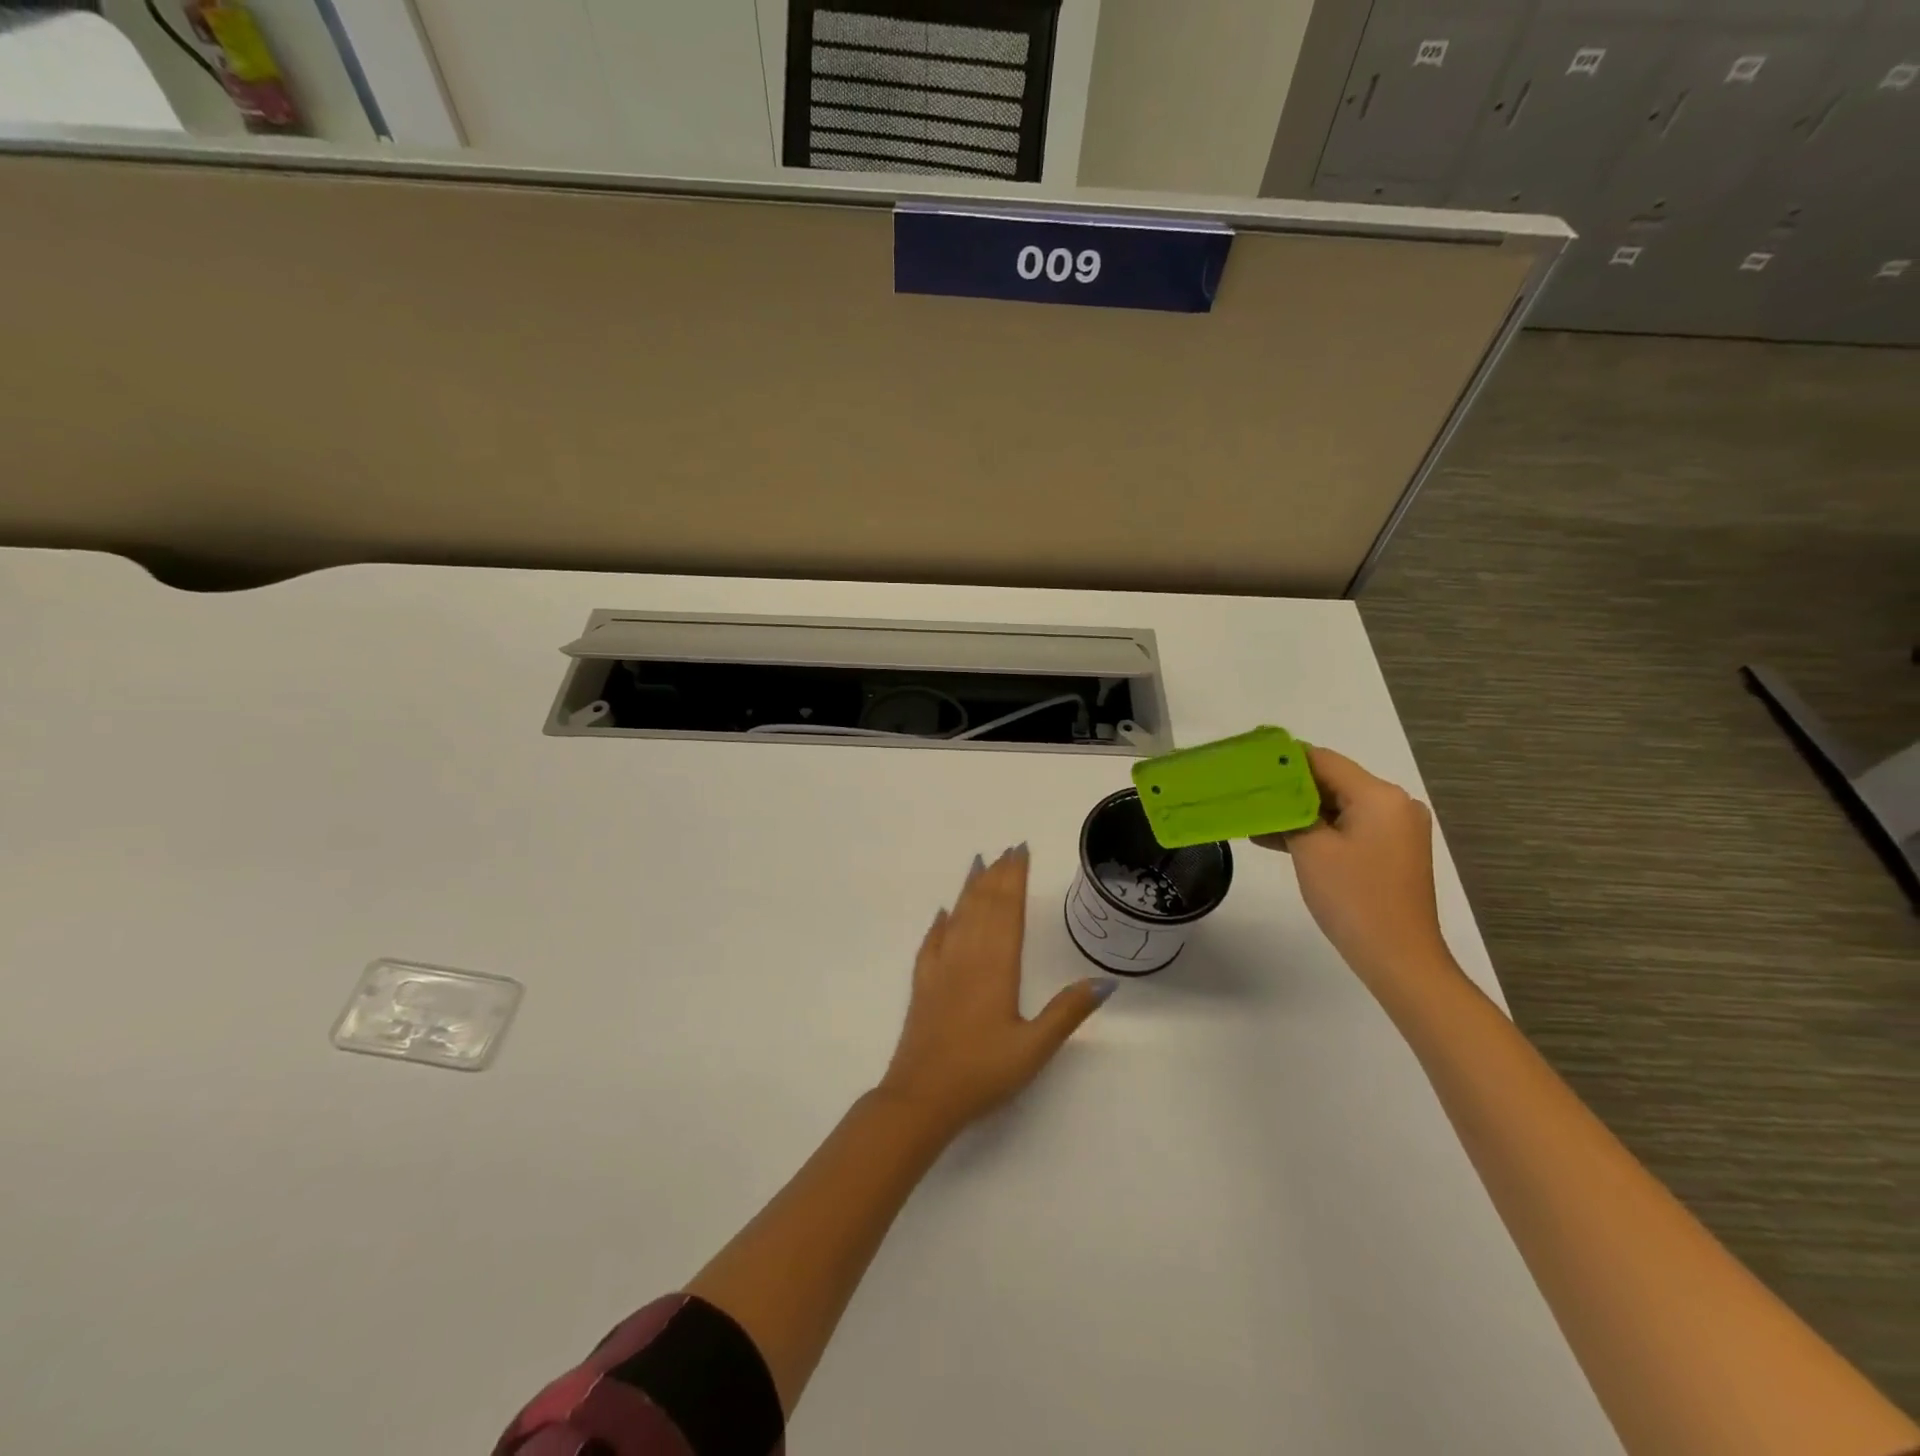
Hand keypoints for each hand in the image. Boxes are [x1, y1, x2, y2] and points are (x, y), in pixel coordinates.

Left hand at [877, 845, 1109, 1138]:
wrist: (921, 1097)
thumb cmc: (982, 1072)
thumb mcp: (1035, 1047)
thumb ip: (1068, 1011)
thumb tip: (1107, 981)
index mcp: (996, 966)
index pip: (1008, 910)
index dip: (1015, 878)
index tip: (1021, 852)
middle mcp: (967, 956)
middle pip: (983, 905)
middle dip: (997, 875)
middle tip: (1007, 850)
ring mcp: (941, 968)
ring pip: (958, 916)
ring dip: (970, 888)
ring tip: (979, 864)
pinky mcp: (923, 984)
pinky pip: (931, 941)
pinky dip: (940, 922)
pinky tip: (944, 912)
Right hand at [1255, 746, 1454, 990]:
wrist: (1399, 959)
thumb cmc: (1353, 898)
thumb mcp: (1311, 849)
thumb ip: (1290, 811)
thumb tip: (1272, 791)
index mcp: (1380, 795)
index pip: (1323, 760)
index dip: (1282, 760)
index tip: (1246, 765)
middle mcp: (1394, 804)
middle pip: (1332, 781)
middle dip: (1288, 789)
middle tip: (1245, 792)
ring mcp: (1396, 829)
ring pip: (1337, 806)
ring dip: (1299, 812)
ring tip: (1254, 818)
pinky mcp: (1391, 850)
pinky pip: (1348, 828)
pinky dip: (1318, 831)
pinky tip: (1279, 839)